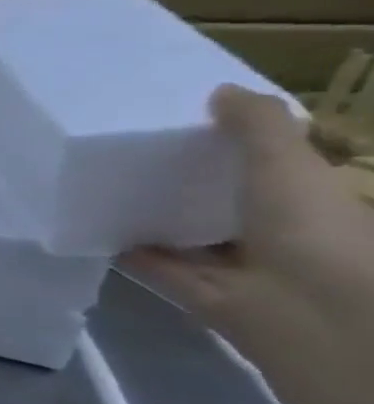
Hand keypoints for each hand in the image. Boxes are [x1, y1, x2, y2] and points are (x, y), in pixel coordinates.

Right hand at [121, 86, 373, 368]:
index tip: (188, 122)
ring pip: (185, 235)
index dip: (236, 146)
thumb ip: (257, 126)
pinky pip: (151, 265)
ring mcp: (233, 268)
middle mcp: (274, 236)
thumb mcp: (288, 165)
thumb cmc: (311, 231)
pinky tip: (90, 226)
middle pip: (222, 203)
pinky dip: (123, 249)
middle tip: (132, 150)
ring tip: (103, 185)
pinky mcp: (192, 291)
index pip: (271, 170)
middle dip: (185, 181)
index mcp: (308, 204)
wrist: (307, 313)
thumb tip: (220, 91)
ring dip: (150, 216)